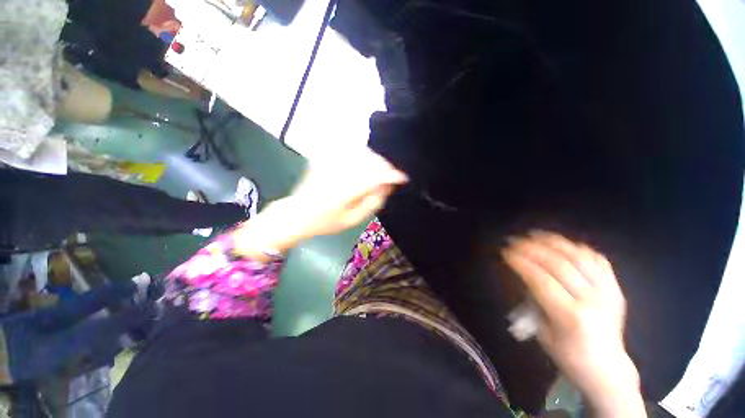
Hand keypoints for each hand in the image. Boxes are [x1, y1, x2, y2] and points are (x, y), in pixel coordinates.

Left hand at [233, 148, 407, 258]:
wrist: (296, 214)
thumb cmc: (326, 222)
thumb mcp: (352, 220)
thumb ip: (372, 203)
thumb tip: (387, 187)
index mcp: (343, 192)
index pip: (374, 177)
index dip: (392, 175)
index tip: (403, 177)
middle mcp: (337, 173)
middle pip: (369, 160)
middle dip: (385, 165)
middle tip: (392, 175)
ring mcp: (329, 163)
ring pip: (361, 152)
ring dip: (375, 159)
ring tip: (381, 171)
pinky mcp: (324, 158)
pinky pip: (349, 150)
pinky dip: (362, 155)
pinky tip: (366, 164)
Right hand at [502, 232, 645, 416]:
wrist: (606, 367)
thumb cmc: (568, 354)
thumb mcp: (542, 332)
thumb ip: (533, 301)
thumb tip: (523, 274)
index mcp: (571, 316)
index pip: (540, 279)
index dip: (520, 262)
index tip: (505, 252)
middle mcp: (592, 301)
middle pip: (559, 264)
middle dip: (532, 248)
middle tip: (514, 241)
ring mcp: (608, 292)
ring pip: (579, 257)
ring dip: (553, 242)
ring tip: (534, 235)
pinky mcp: (615, 288)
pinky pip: (597, 259)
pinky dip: (577, 248)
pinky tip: (561, 244)